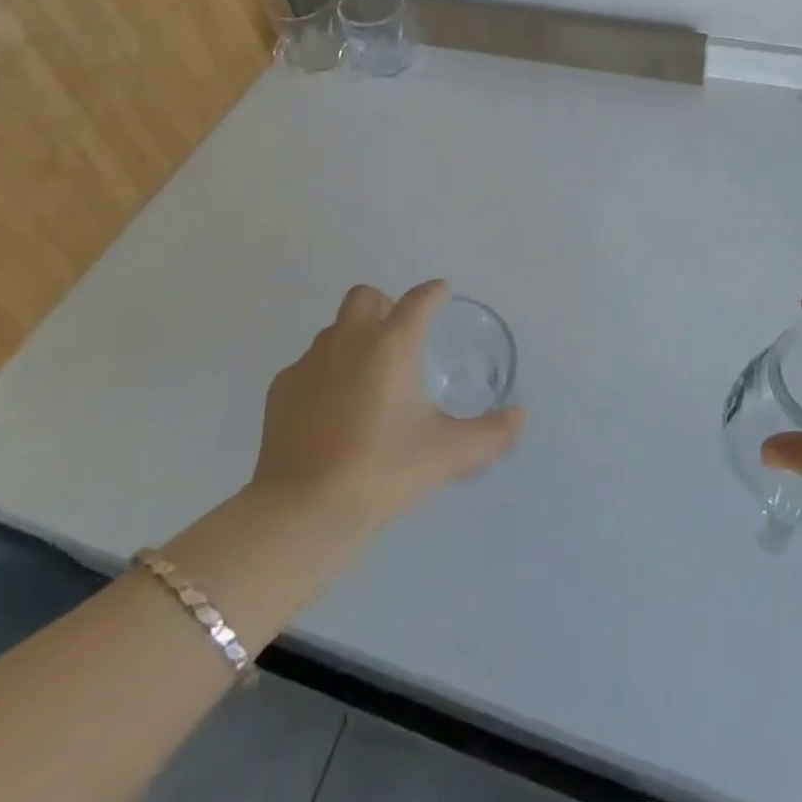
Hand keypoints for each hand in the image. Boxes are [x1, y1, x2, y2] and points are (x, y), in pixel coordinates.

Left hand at [250, 280, 524, 531]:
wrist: (303, 509)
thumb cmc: (383, 470)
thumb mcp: (446, 454)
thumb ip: (490, 434)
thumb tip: (520, 416)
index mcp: (392, 344)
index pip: (417, 300)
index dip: (432, 292)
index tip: (441, 292)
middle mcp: (349, 340)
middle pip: (365, 297)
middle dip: (383, 305)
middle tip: (397, 337)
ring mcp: (310, 362)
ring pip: (334, 329)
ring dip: (352, 338)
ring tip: (365, 378)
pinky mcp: (281, 388)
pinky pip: (307, 365)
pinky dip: (323, 374)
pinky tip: (329, 410)